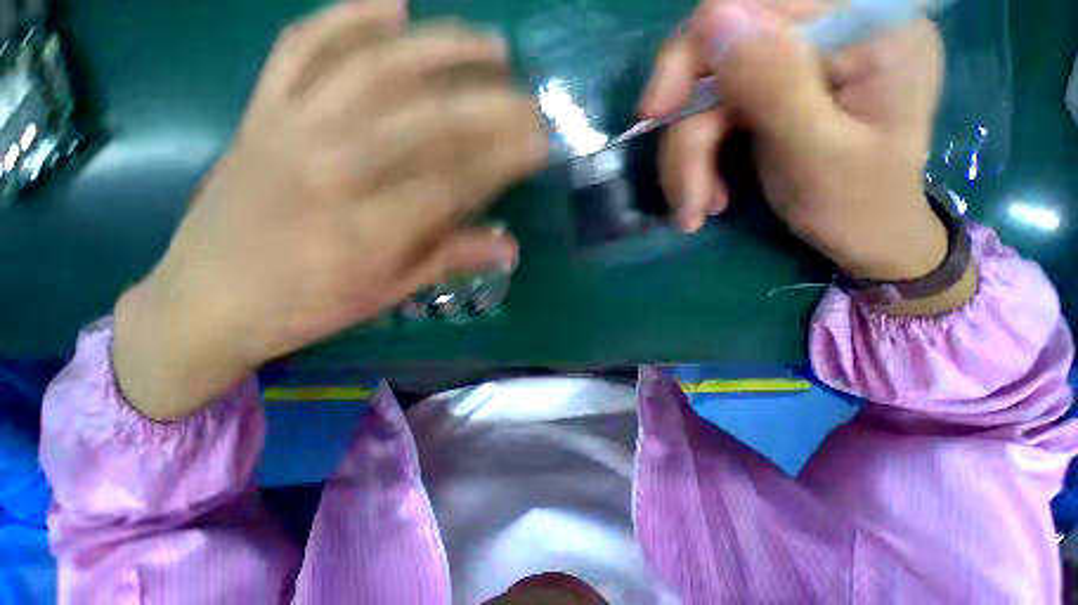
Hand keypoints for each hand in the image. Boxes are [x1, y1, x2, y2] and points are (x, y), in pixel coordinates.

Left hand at [113, 1, 548, 420]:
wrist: (204, 301)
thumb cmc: (305, 308)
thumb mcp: (387, 293)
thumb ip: (450, 260)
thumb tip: (511, 249)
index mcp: (368, 230)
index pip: (456, 181)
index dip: (505, 160)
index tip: (540, 145)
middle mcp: (331, 169)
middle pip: (427, 122)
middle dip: (492, 108)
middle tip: (531, 102)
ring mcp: (290, 130)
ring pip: (375, 68)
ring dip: (441, 49)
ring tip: (490, 45)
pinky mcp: (260, 113)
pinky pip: (303, 48)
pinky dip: (348, 17)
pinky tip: (392, 3)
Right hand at [641, 0, 947, 281]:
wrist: (865, 233)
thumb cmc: (857, 205)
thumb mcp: (819, 153)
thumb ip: (775, 84)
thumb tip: (714, 17)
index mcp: (865, 26)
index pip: (755, 4)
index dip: (692, 53)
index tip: (654, 114)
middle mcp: (828, 29)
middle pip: (718, 56)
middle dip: (689, 137)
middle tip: (687, 200)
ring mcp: (795, 61)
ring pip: (706, 96)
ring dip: (689, 161)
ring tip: (696, 210)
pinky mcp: (772, 89)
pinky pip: (712, 115)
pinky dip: (699, 161)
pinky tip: (709, 195)